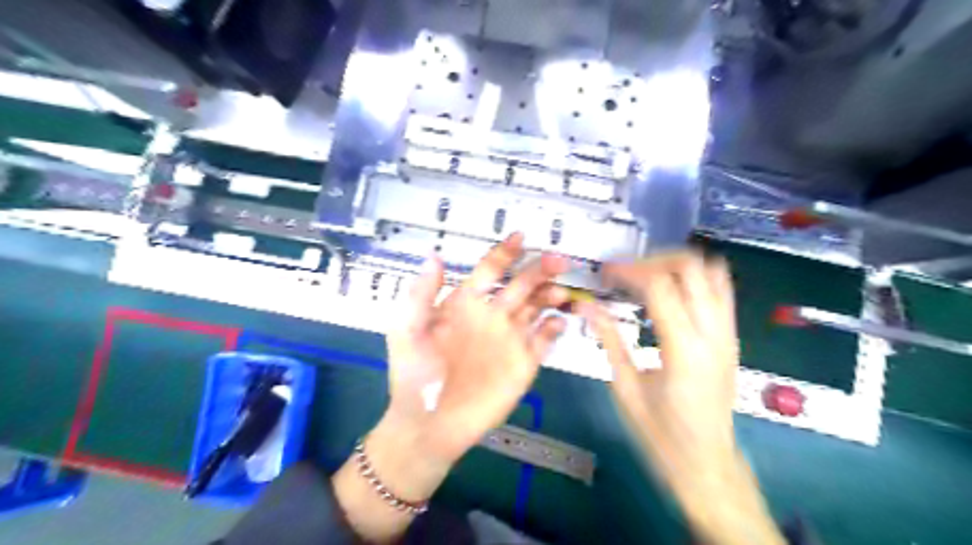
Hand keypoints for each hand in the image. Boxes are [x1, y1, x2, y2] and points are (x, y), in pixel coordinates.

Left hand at [332, 235, 570, 540]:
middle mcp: (492, 316)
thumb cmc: (415, 374)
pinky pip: (544, 341)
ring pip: (537, 308)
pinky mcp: (523, 364)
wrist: (429, 423)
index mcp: (466, 304)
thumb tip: (434, 256)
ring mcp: (510, 339)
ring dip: (551, 296)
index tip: (521, 236)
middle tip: (558, 260)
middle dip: (539, 270)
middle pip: (521, 285)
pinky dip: (554, 329)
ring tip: (562, 291)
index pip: (490, 270)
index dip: (504, 252)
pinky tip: (560, 321)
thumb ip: (420, 294)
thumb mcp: (407, 330)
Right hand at [579, 253, 783, 541]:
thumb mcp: (625, 387)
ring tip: (646, 274)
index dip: (628, 270)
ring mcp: (728, 332)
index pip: (659, 285)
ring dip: (676, 264)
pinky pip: (721, 289)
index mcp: (683, 349)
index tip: (604, 272)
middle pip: (691, 267)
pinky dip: (695, 277)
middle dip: (652, 259)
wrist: (706, 462)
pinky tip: (670, 289)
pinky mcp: (731, 336)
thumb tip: (585, 306)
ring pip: (712, 271)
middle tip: (624, 272)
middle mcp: (713, 333)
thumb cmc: (661, 434)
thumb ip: (608, 339)